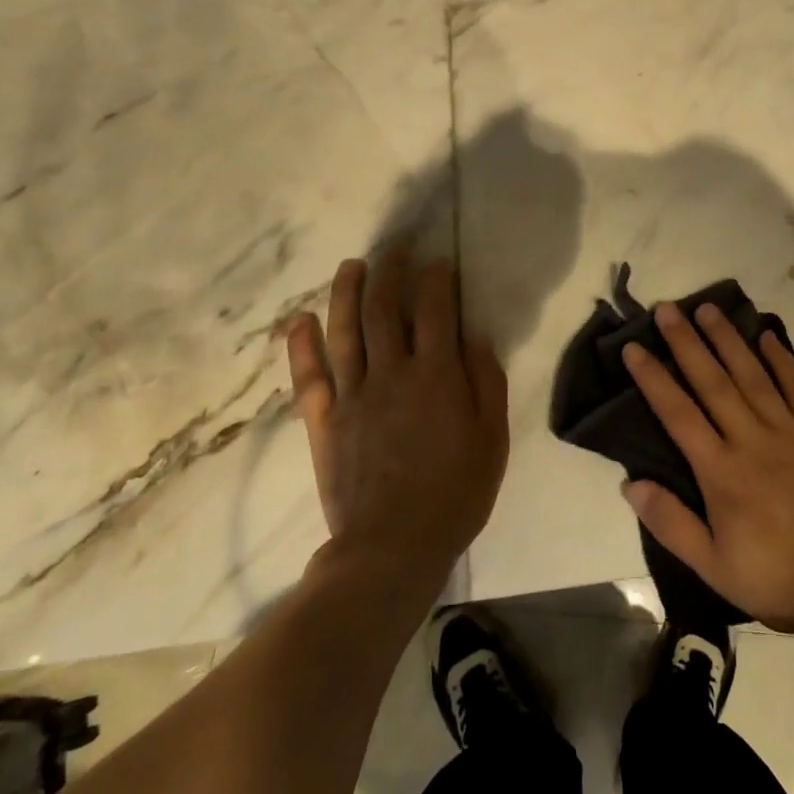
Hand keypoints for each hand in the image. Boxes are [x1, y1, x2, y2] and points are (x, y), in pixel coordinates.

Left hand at [287, 246, 508, 581]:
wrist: (393, 547)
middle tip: (395, 247)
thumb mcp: (492, 439)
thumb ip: (486, 382)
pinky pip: (309, 375)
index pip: (435, 310)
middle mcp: (392, 373)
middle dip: (390, 271)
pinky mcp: (324, 421)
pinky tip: (301, 319)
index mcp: (436, 376)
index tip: (438, 262)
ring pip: (346, 330)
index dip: (437, 280)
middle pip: (385, 309)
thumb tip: (475, 335)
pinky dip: (302, 345)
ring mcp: (352, 395)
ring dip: (347, 292)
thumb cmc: (455, 493)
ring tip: (352, 265)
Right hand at [621, 302, 793, 642]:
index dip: (654, 378)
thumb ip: (671, 522)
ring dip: (728, 340)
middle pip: (712, 382)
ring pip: (752, 374)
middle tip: (667, 309)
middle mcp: (751, 439)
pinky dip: (781, 359)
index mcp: (721, 471)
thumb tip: (630, 483)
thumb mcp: (713, 566)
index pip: (678, 413)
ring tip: (707, 309)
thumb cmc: (776, 577)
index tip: (635, 347)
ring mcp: (791, 431)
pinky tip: (766, 335)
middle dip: (686, 343)